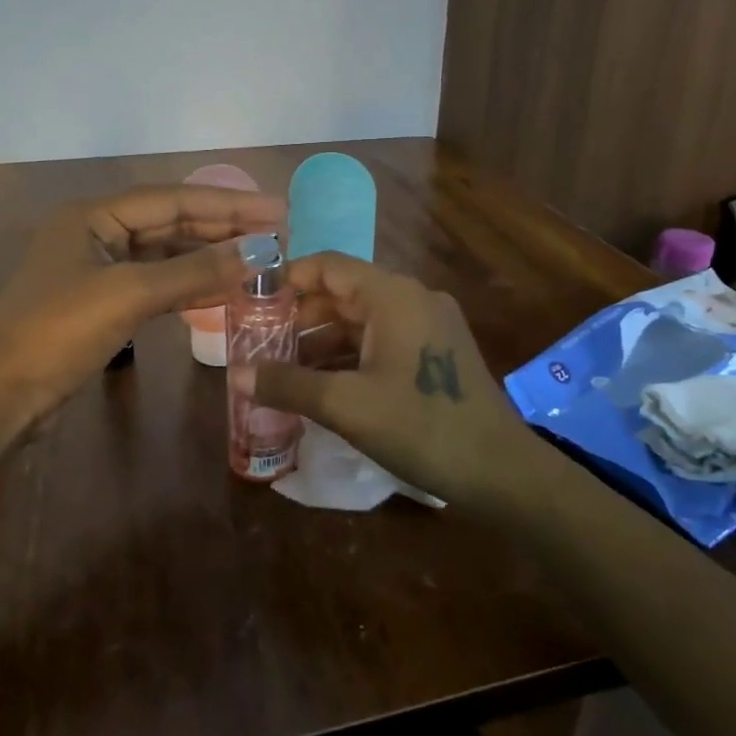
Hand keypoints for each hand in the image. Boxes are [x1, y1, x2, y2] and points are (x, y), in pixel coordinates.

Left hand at [0, 184, 284, 461]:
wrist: (0, 398)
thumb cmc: (57, 334)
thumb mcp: (129, 295)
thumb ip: (195, 271)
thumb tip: (259, 253)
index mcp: (94, 216)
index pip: (174, 199)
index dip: (229, 204)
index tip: (277, 211)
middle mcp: (98, 234)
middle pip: (172, 222)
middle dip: (224, 228)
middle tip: (278, 235)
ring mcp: (100, 270)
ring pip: (167, 254)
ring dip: (211, 257)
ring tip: (259, 260)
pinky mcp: (104, 303)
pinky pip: (158, 283)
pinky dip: (191, 286)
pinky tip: (223, 291)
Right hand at [240, 252, 545, 509]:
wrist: (499, 469)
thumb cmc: (420, 426)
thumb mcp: (346, 405)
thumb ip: (288, 384)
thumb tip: (236, 375)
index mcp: (393, 295)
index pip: (329, 266)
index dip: (286, 278)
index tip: (250, 300)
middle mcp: (412, 298)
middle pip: (344, 293)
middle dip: (300, 316)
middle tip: (259, 342)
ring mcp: (430, 325)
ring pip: (363, 320)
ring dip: (323, 340)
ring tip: (282, 368)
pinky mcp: (437, 352)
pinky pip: (382, 340)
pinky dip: (350, 355)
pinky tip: (323, 384)